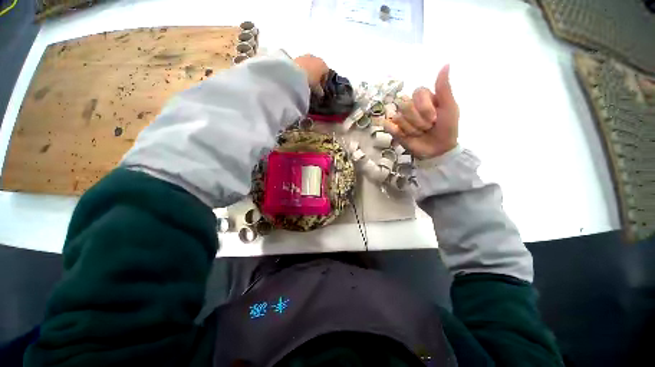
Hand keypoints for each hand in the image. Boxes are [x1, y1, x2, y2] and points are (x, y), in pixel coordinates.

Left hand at [294, 54, 328, 93]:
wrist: (294, 73)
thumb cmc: (310, 80)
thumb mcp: (316, 88)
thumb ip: (320, 90)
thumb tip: (321, 93)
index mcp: (323, 64)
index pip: (327, 72)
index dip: (324, 81)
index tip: (320, 87)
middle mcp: (316, 58)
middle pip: (318, 67)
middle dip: (317, 75)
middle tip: (314, 84)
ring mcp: (306, 56)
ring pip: (310, 64)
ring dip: (309, 71)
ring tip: (306, 81)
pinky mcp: (297, 56)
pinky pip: (302, 63)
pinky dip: (302, 69)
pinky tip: (300, 77)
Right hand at [384, 65, 458, 159]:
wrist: (438, 149)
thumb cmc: (447, 127)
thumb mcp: (450, 107)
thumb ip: (444, 88)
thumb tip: (446, 63)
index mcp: (423, 98)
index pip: (417, 93)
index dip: (425, 107)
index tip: (435, 117)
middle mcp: (410, 106)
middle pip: (406, 105)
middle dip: (419, 120)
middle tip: (428, 127)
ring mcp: (401, 118)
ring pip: (399, 118)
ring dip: (412, 129)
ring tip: (419, 133)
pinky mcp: (394, 130)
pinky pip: (388, 125)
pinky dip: (396, 131)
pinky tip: (405, 136)